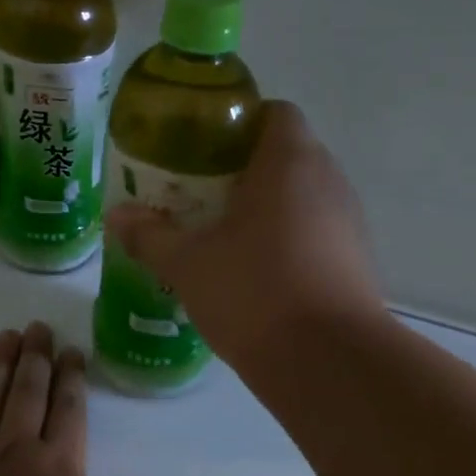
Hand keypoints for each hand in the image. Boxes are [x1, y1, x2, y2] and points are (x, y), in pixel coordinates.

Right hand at [105, 100, 383, 366]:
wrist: (328, 363)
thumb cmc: (254, 292)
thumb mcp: (188, 263)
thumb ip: (150, 235)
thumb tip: (118, 216)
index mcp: (289, 161)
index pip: (274, 112)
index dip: (238, 123)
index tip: (202, 150)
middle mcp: (329, 180)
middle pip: (287, 154)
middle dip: (243, 170)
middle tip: (199, 195)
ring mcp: (349, 222)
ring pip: (303, 197)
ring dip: (266, 208)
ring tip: (223, 236)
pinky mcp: (357, 262)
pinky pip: (316, 233)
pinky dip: (287, 241)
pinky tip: (255, 274)